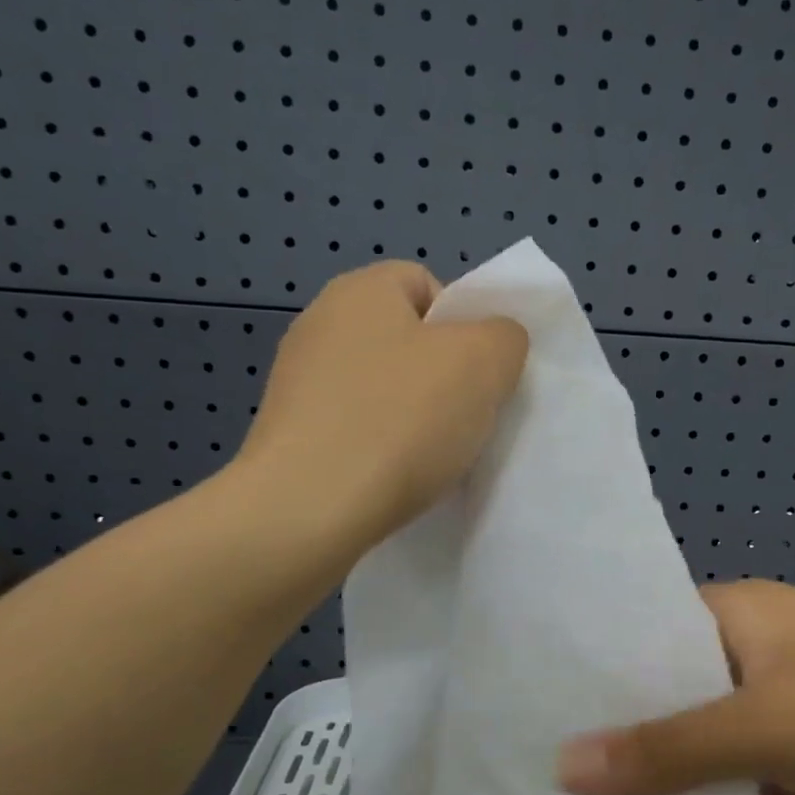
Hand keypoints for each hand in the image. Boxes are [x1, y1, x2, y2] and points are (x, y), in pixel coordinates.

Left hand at [234, 262, 528, 546]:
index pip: (428, 285)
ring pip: (383, 388)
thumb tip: (494, 343)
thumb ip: (505, 337)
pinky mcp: (289, 434)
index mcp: (362, 289)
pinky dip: (381, 447)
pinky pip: (356, 427)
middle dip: (444, 376)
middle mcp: (320, 323)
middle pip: (407, 340)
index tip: (480, 375)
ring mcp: (297, 381)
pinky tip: (394, 477)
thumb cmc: (401, 420)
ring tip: (433, 455)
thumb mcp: (485, 362)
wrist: (308, 509)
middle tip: (466, 417)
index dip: (465, 325)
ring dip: (414, 416)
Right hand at [555, 580, 794, 794]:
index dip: (597, 662)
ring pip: (707, 733)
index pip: (649, 626)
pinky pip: (743, 770)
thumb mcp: (770, 727)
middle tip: (547, 766)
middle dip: (625, 725)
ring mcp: (788, 699)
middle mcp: (759, 646)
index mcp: (743, 611)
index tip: (536, 703)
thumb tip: (563, 767)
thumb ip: (670, 749)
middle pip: (675, 684)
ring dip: (669, 770)